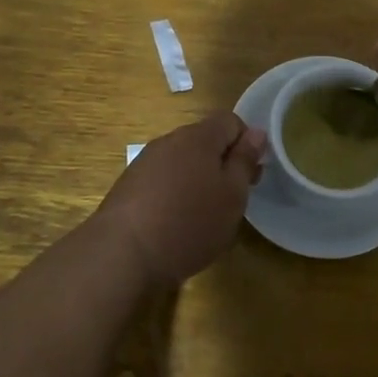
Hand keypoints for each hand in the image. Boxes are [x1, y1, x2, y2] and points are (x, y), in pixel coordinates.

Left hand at [94, 112, 266, 286]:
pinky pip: (162, 181)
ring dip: (198, 180)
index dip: (246, 143)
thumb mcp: (232, 195)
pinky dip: (174, 195)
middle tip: (232, 200)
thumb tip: (256, 132)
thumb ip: (244, 160)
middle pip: (204, 141)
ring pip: (182, 162)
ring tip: (203, 216)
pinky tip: (175, 225)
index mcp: (199, 137)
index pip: (230, 121)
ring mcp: (144, 163)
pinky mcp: (128, 187)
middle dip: (222, 164)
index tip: (251, 175)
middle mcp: (169, 141)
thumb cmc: (189, 222)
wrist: (122, 255)